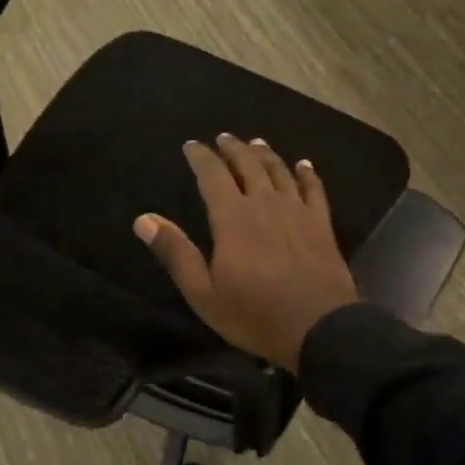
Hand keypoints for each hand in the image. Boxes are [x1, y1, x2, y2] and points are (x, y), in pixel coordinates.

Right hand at [134, 135, 359, 370]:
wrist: (318, 326)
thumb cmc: (254, 313)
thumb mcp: (203, 292)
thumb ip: (175, 252)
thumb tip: (143, 219)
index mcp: (232, 216)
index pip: (212, 175)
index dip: (201, 156)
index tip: (191, 145)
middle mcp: (264, 202)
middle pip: (248, 164)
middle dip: (233, 148)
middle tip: (224, 137)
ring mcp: (296, 210)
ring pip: (279, 171)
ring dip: (265, 154)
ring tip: (256, 143)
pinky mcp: (321, 223)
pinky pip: (314, 189)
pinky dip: (307, 173)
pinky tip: (304, 164)